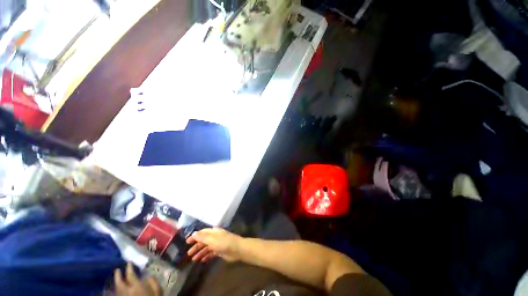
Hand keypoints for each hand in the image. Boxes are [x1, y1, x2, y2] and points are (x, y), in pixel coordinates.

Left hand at [114, 262, 161, 295]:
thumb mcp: (157, 291)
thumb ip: (153, 282)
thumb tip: (149, 275)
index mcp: (136, 286)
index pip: (131, 275)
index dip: (129, 268)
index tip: (129, 262)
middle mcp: (126, 291)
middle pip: (119, 282)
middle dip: (118, 275)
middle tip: (117, 270)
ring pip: (116, 289)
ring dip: (115, 283)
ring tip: (116, 278)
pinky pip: (116, 295)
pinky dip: (114, 291)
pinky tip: (114, 290)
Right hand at [186, 228, 242, 262]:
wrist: (236, 249)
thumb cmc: (224, 243)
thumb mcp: (212, 239)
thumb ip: (202, 237)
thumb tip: (194, 233)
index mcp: (213, 232)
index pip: (202, 233)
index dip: (195, 237)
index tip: (187, 242)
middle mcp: (215, 237)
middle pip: (204, 241)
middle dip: (196, 246)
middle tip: (189, 254)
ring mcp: (218, 244)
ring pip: (207, 247)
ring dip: (200, 252)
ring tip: (194, 259)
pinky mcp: (220, 251)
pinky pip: (211, 253)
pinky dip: (206, 256)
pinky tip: (202, 260)